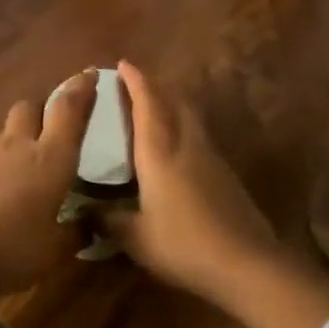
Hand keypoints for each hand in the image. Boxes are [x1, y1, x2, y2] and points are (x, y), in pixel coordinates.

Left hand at [0, 71, 96, 300]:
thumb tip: (88, 226)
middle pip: (29, 108)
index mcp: (50, 158)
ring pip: (7, 134)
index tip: (90, 74)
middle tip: (54, 127)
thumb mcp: (55, 250)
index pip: (68, 110)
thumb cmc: (13, 248)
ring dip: (20, 141)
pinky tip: (0, 196)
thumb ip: (75, 233)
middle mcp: (18, 147)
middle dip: (43, 110)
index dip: (81, 89)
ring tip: (28, 170)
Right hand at [99, 61, 294, 311]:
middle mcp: (186, 143)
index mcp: (159, 151)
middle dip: (154, 84)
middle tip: (135, 81)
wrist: (246, 263)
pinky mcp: (224, 172)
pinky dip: (183, 124)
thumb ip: (106, 221)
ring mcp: (210, 156)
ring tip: (154, 105)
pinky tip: (176, 143)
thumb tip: (82, 211)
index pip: (147, 103)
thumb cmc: (183, 245)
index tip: (123, 64)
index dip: (135, 80)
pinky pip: (198, 133)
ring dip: (171, 101)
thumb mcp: (135, 238)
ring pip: (189, 115)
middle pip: (173, 100)